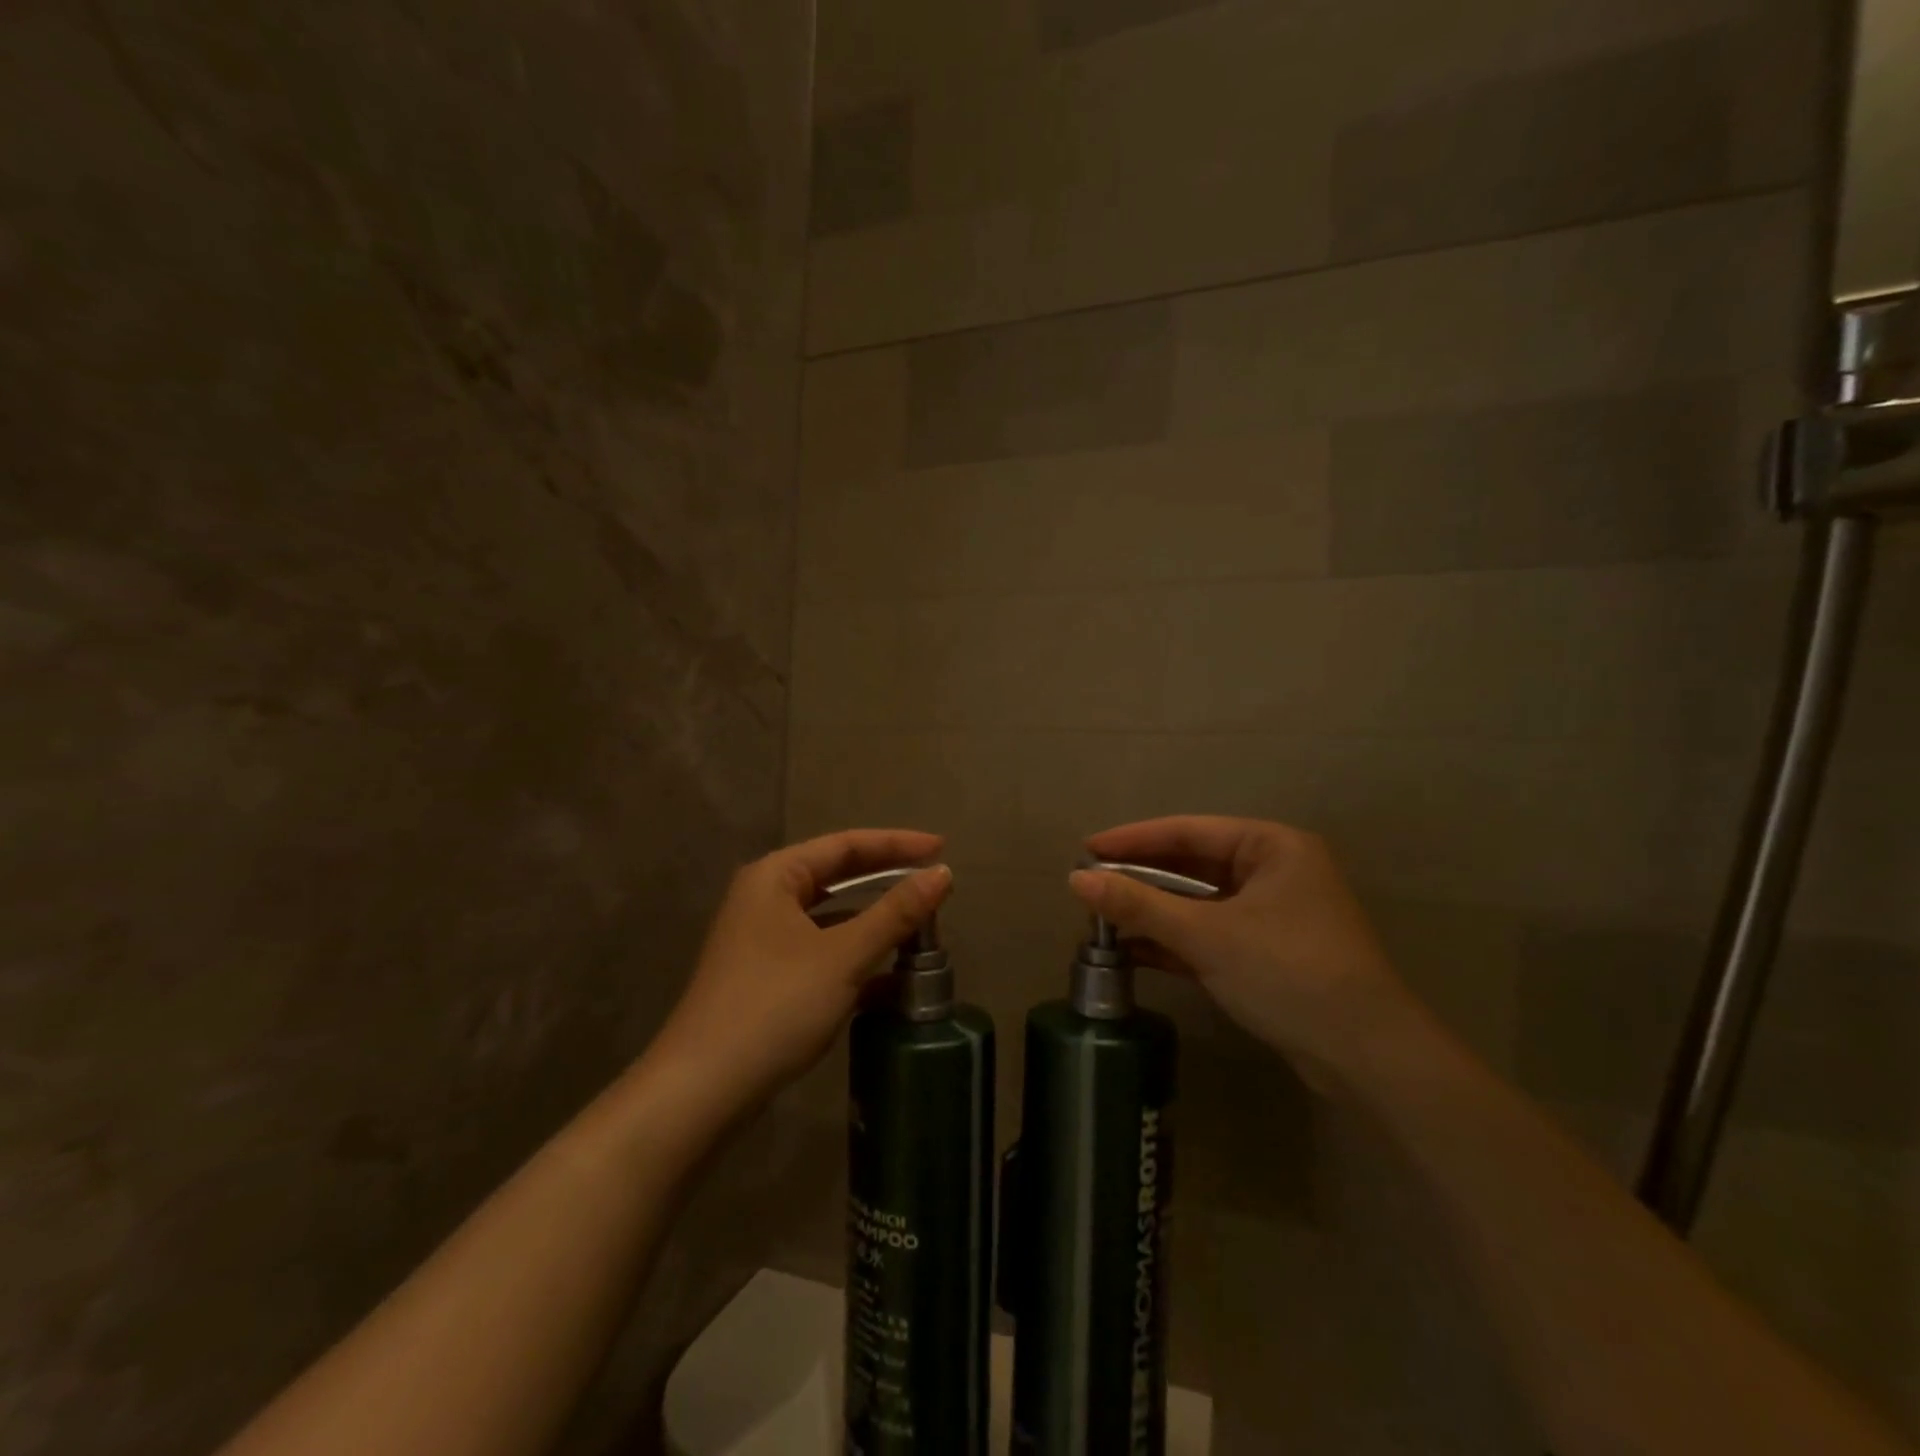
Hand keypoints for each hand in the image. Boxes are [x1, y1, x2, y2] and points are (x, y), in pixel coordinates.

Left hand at [654, 830, 951, 1106]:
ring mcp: (763, 941)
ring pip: (831, 918)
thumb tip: (943, 874)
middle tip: (934, 881)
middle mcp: (765, 899)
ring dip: (874, 921)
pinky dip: (855, 957)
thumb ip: (895, 913)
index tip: (942, 848)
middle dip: (886, 879)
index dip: (897, 844)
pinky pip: (822, 952)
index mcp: (775, 877)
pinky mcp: (767, 979)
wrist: (703, 1090)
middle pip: (837, 876)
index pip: (846, 845)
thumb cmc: (775, 1005)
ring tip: (920, 926)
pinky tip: (890, 978)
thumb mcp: (843, 956)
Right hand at [1070, 817, 1418, 1084]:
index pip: (1188, 832)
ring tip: (1101, 917)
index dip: (1133, 840)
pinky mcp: (1266, 953)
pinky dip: (1174, 941)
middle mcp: (1273, 871)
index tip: (1086, 850)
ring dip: (1154, 912)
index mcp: (1271, 847)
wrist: (1366, 1057)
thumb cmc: (1289, 973)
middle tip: (1088, 885)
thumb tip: (1075, 881)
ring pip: (1199, 903)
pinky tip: (1132, 950)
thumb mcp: (1207, 935)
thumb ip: (1140, 905)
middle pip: (1192, 866)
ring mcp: (1271, 915)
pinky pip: (1210, 933)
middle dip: (1141, 878)